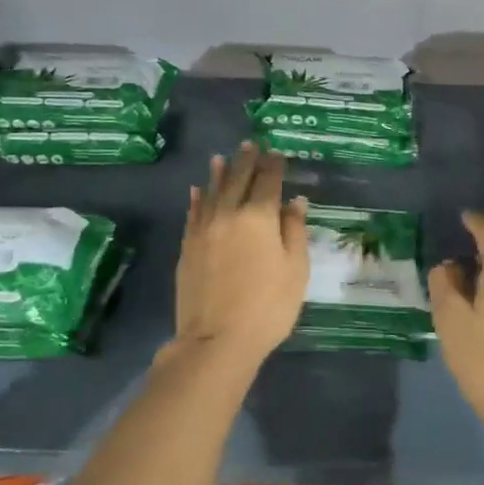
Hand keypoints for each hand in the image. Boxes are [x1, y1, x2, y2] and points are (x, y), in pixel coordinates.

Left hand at [174, 143, 308, 365]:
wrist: (217, 340)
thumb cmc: (268, 306)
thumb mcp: (295, 269)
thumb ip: (293, 230)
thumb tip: (295, 200)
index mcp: (259, 217)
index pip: (268, 181)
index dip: (274, 165)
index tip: (277, 153)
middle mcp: (228, 214)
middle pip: (238, 180)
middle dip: (246, 160)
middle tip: (251, 144)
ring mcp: (203, 230)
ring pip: (212, 192)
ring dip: (219, 173)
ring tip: (222, 157)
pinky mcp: (188, 247)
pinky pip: (193, 214)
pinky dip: (198, 199)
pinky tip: (198, 190)